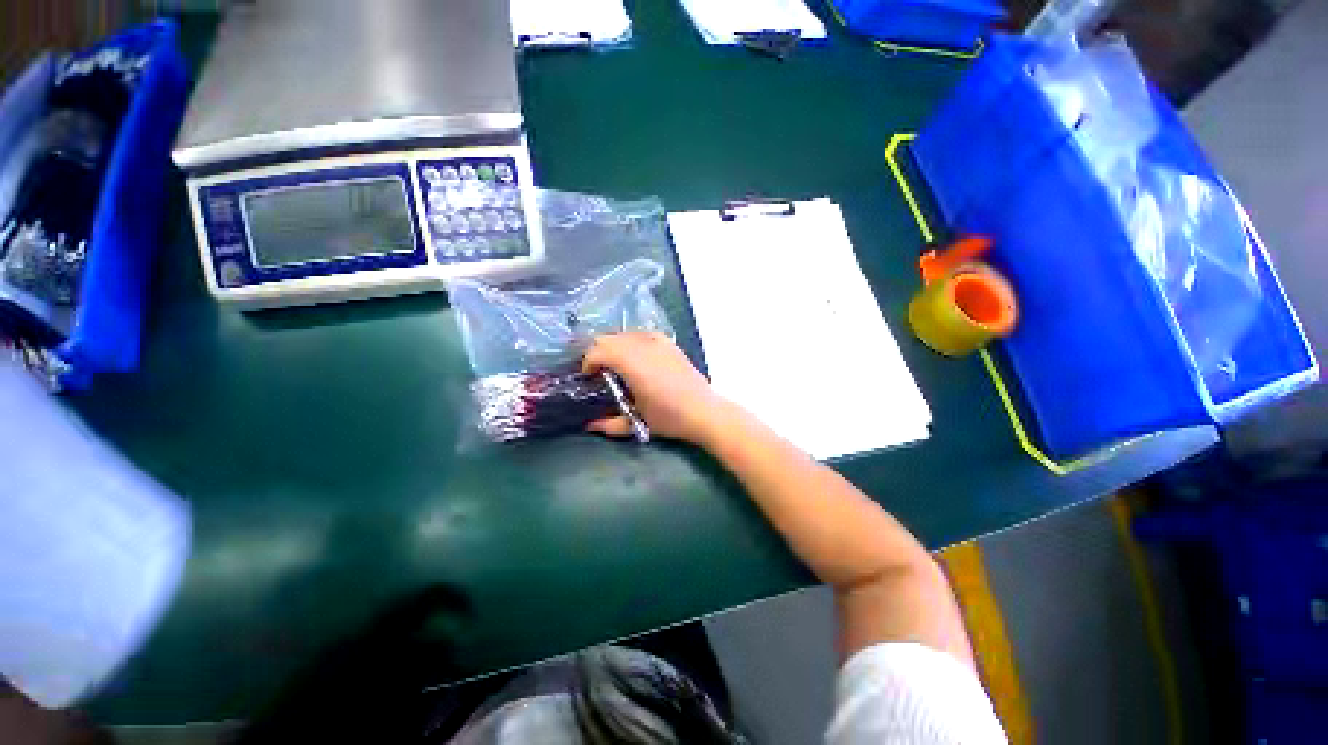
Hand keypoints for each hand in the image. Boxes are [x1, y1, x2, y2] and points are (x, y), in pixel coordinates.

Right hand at [582, 332, 727, 444]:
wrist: (703, 411)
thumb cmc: (669, 418)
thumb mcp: (637, 423)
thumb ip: (610, 423)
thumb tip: (590, 425)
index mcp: (632, 364)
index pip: (599, 351)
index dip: (588, 362)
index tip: (589, 377)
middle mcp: (642, 347)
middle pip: (608, 338)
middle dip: (598, 352)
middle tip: (600, 371)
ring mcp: (658, 341)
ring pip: (624, 333)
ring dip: (614, 346)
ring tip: (616, 364)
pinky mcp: (669, 342)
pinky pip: (642, 334)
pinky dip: (632, 341)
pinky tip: (636, 356)